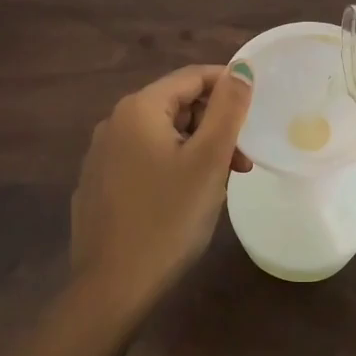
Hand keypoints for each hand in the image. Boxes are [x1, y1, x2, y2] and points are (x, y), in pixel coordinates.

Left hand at [69, 64, 254, 309]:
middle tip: (242, 160)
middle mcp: (114, 123)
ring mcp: (101, 155)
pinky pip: (144, 159)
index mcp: (139, 109)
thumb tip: (241, 68)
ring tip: (220, 183)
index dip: (228, 86)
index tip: (256, 110)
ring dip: (197, 148)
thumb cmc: (169, 218)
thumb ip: (228, 109)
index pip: (192, 77)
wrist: (113, 287)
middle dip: (214, 125)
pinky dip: (172, 166)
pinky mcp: (98, 184)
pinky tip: (186, 198)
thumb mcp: (209, 160)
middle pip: (176, 106)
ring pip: (162, 135)